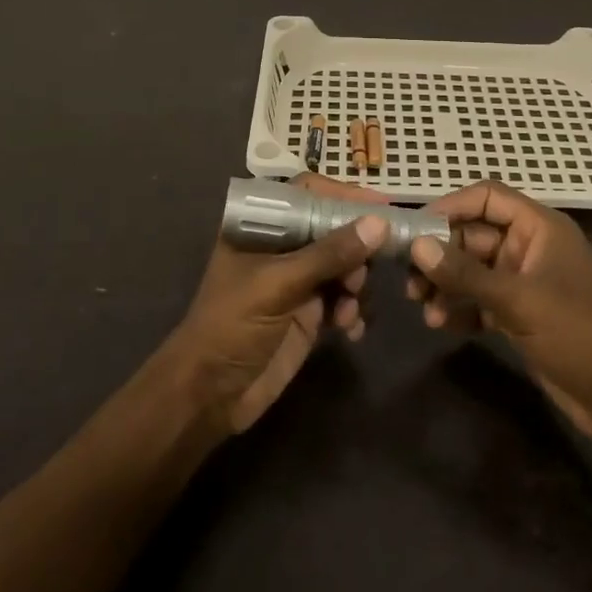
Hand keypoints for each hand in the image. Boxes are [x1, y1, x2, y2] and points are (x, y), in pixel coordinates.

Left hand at [167, 174, 386, 434]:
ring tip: (350, 306)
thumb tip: (379, 224)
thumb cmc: (231, 325)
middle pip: (332, 229)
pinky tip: (351, 329)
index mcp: (261, 227)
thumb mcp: (278, 284)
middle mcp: (282, 247)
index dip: (343, 197)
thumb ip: (328, 254)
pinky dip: (354, 310)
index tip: (380, 207)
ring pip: (343, 265)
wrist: (210, 396)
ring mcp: (297, 281)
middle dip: (356, 248)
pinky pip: (344, 300)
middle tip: (365, 271)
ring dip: (356, 283)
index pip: (307, 194)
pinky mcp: (310, 313)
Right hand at [406, 181, 591, 440]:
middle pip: (474, 236)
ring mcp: (525, 282)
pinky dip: (460, 308)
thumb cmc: (578, 333)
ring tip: (423, 307)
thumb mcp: (519, 300)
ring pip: (473, 270)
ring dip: (447, 285)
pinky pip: (480, 300)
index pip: (487, 198)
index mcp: (539, 228)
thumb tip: (417, 247)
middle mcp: (530, 248)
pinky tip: (441, 324)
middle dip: (441, 255)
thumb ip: (466, 274)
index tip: (415, 229)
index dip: (450, 207)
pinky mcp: (521, 315)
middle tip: (409, 279)